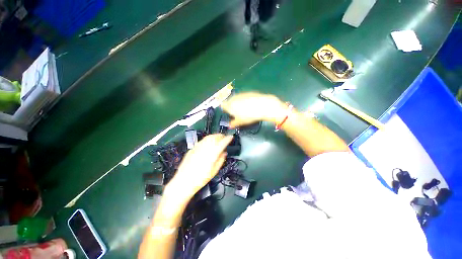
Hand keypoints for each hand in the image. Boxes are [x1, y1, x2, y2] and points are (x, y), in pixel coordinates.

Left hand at [168, 134, 232, 199]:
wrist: (184, 182)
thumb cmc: (201, 179)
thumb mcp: (214, 171)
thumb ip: (220, 160)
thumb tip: (224, 153)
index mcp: (212, 154)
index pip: (222, 143)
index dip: (227, 139)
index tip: (230, 137)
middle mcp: (205, 148)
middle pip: (214, 137)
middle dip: (220, 135)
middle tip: (224, 137)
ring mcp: (197, 148)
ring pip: (207, 137)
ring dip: (214, 136)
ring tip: (217, 138)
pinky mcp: (192, 149)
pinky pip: (201, 141)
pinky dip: (207, 139)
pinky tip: (207, 143)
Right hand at [221, 92, 287, 127]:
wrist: (263, 105)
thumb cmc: (250, 115)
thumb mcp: (241, 122)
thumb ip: (233, 123)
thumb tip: (229, 126)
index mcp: (230, 105)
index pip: (222, 105)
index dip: (224, 109)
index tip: (228, 113)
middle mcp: (233, 98)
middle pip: (229, 101)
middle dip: (231, 106)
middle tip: (236, 112)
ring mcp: (240, 94)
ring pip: (236, 99)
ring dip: (237, 102)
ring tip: (244, 108)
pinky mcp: (247, 92)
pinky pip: (242, 96)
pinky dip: (243, 100)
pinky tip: (250, 104)